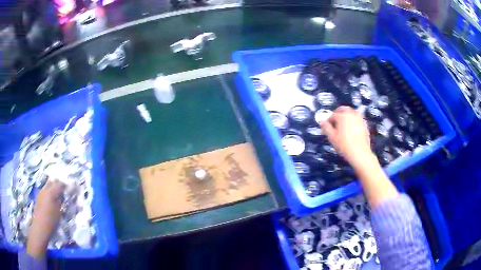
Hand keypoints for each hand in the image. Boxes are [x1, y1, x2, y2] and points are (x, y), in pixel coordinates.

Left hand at [27, 181, 64, 258]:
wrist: (40, 226)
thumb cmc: (51, 220)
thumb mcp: (59, 211)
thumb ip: (60, 201)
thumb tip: (63, 196)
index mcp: (51, 192)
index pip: (59, 184)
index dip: (65, 185)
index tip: (69, 188)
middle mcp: (45, 189)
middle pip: (52, 182)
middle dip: (58, 184)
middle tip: (64, 190)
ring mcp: (41, 192)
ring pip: (48, 185)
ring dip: (53, 188)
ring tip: (58, 194)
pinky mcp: (39, 196)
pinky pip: (45, 190)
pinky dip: (49, 192)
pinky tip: (52, 198)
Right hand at [319, 106, 373, 167]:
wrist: (359, 153)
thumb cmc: (345, 145)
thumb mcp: (332, 137)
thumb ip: (326, 127)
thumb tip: (322, 122)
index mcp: (343, 115)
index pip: (332, 115)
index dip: (327, 121)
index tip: (325, 127)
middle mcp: (352, 114)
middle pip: (343, 110)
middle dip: (337, 115)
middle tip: (334, 123)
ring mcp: (360, 119)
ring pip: (351, 114)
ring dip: (346, 117)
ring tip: (342, 127)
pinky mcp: (365, 125)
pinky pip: (357, 120)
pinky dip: (352, 122)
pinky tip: (350, 131)